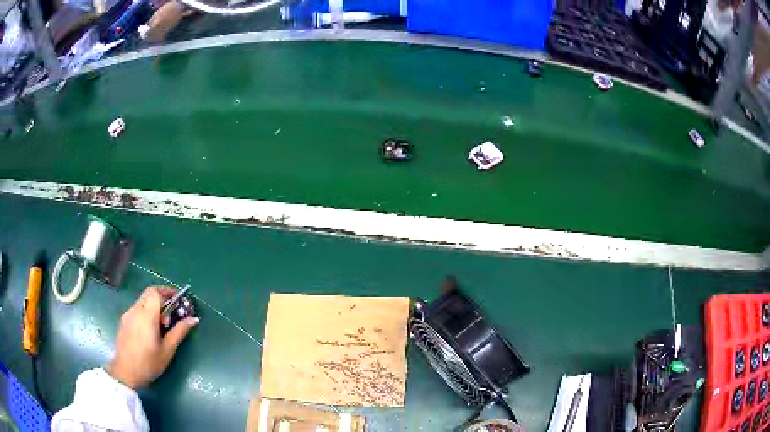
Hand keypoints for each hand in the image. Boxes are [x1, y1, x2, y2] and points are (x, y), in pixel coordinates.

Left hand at [107, 286, 198, 388]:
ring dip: (153, 306)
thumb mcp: (167, 350)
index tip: (178, 299)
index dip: (167, 291)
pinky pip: (136, 309)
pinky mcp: (123, 320)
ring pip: (142, 301)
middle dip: (162, 297)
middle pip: (149, 293)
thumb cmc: (149, 363)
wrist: (126, 372)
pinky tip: (150, 329)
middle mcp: (135, 310)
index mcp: (147, 315)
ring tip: (162, 325)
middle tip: (172, 312)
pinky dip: (146, 312)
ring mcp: (128, 314)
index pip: (156, 292)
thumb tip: (194, 319)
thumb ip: (179, 332)